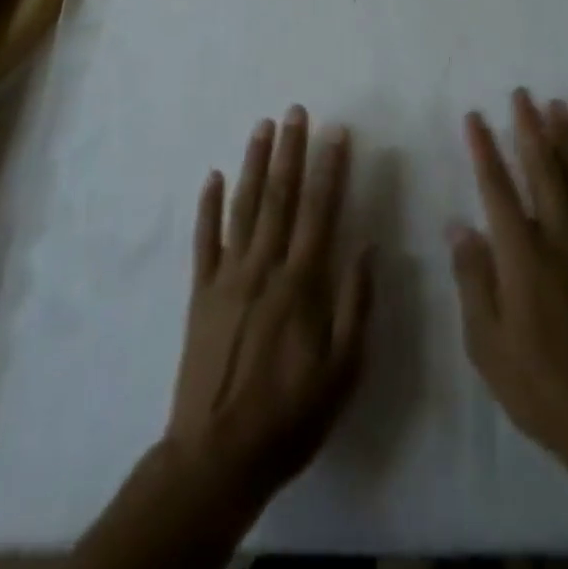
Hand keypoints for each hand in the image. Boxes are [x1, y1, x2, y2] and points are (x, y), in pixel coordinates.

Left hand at [165, 106, 372, 504]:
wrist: (216, 457)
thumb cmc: (290, 416)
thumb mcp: (344, 371)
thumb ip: (356, 304)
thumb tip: (367, 246)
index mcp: (302, 283)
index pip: (319, 210)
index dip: (329, 168)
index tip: (336, 132)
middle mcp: (264, 267)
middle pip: (279, 196)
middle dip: (290, 150)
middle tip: (295, 111)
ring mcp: (227, 277)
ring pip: (242, 207)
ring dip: (253, 163)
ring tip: (261, 126)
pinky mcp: (200, 293)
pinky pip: (204, 240)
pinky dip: (207, 206)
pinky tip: (212, 176)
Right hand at [448, 90, 567, 456]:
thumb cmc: (536, 382)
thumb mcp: (485, 340)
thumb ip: (473, 277)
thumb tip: (459, 225)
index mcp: (520, 254)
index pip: (496, 187)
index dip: (484, 149)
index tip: (476, 116)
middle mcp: (557, 238)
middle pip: (541, 171)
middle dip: (529, 128)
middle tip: (523, 94)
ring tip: (560, 107)